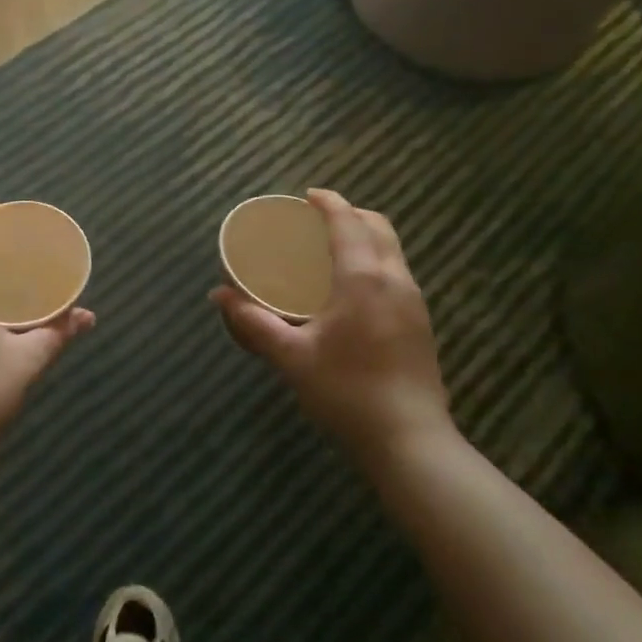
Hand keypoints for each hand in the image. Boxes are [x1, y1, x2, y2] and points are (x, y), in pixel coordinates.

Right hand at [213, 189, 453, 461]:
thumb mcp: (291, 357)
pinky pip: (398, 273)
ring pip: (393, 250)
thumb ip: (253, 323)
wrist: (411, 444)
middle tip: (317, 221)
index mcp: (363, 278)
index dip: (328, 203)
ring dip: (365, 236)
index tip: (307, 197)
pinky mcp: (422, 324)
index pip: (347, 222)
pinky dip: (375, 260)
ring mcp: (415, 302)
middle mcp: (395, 280)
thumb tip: (219, 295)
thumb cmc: (346, 393)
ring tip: (332, 250)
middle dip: (350, 214)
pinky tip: (353, 289)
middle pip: (378, 227)